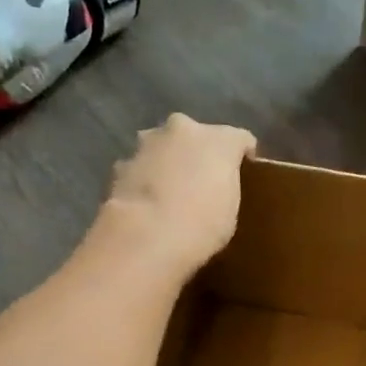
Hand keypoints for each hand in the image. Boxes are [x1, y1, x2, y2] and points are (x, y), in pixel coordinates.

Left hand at [101, 114, 255, 275]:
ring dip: (167, 162)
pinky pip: (140, 167)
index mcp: (219, 139)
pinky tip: (147, 204)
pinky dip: (144, 179)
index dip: (243, 157)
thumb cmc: (203, 225)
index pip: (239, 139)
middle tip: (202, 182)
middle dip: (198, 153)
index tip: (244, 176)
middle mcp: (183, 129)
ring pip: (163, 147)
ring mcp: (147, 143)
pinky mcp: (121, 164)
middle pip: (196, 136)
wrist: (147, 236)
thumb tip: (217, 186)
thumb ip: (225, 188)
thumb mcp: (230, 210)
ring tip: (170, 194)